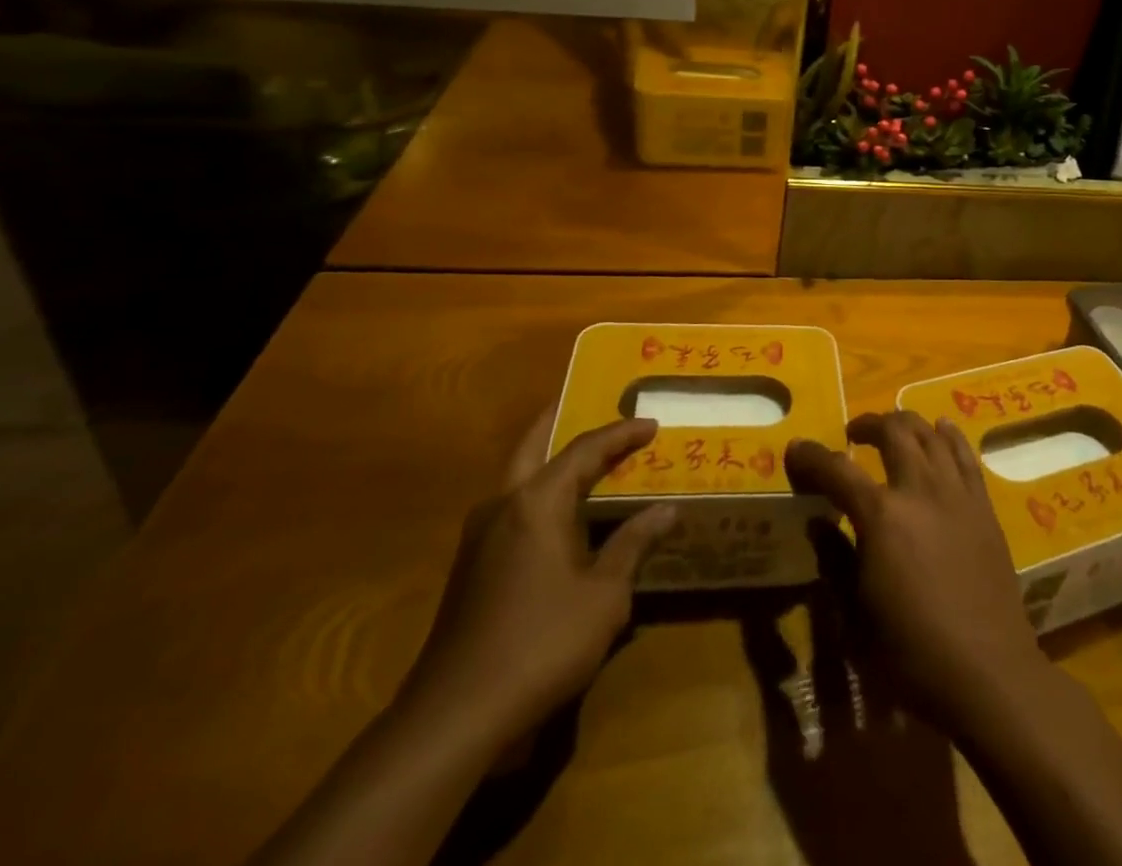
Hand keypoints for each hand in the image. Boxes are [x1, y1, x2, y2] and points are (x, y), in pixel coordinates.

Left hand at [397, 408, 675, 751]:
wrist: (455, 716)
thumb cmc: (541, 643)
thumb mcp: (604, 595)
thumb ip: (633, 545)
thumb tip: (666, 510)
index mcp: (536, 502)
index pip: (585, 449)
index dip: (621, 434)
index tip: (651, 424)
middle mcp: (502, 505)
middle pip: (533, 445)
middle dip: (560, 421)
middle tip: (589, 404)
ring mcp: (478, 537)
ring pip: (516, 478)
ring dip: (547, 460)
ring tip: (581, 458)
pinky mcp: (469, 569)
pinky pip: (510, 510)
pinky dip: (537, 495)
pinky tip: (557, 516)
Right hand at [785, 412, 1047, 728]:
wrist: (988, 672)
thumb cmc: (912, 653)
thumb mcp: (856, 616)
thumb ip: (836, 560)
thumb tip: (819, 523)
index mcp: (881, 516)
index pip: (837, 470)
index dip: (811, 457)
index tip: (796, 449)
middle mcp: (919, 489)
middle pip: (892, 432)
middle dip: (867, 425)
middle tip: (853, 435)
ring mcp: (956, 493)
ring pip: (930, 433)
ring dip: (906, 424)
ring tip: (893, 431)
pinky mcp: (983, 505)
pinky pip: (965, 454)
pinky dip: (948, 435)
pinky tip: (941, 429)